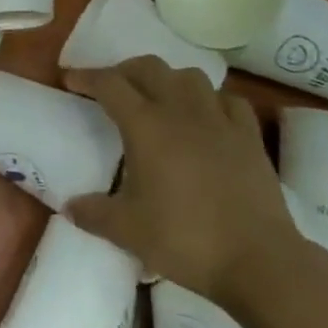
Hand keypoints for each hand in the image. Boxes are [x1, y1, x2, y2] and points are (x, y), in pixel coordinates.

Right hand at [65, 57, 303, 302]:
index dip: (86, 77)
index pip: (109, 84)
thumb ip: (94, 214)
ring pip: (189, 76)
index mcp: (145, 125)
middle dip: (124, 70)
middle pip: (148, 67)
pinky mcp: (249, 135)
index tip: (70, 79)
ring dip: (168, 79)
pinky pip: (227, 100)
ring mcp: (219, 119)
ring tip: (159, 98)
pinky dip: (211, 100)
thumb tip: (69, 206)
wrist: (259, 260)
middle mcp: (180, 110)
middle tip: (112, 88)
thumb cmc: (186, 240)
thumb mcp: (128, 231)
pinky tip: (206, 116)